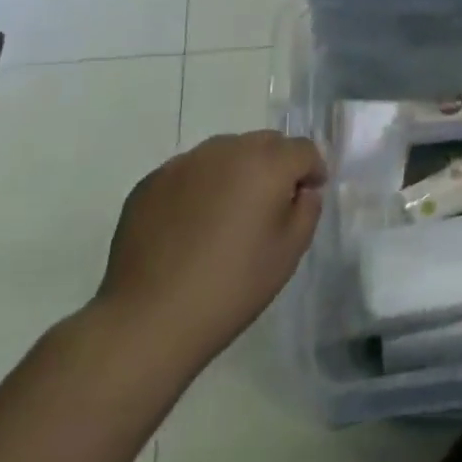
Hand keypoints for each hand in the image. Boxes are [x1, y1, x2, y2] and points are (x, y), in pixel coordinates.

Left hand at [93, 131, 324, 372]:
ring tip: (229, 213)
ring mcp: (183, 163)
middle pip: (264, 142)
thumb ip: (307, 209)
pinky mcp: (151, 182)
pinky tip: (192, 224)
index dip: (313, 170)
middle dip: (276, 165)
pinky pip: (190, 171)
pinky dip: (202, 185)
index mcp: (266, 164)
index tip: (307, 196)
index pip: (303, 149)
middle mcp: (225, 151)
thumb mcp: (289, 252)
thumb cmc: (232, 286)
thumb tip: (301, 191)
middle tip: (270, 205)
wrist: (148, 319)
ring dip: (238, 171)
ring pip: (225, 152)